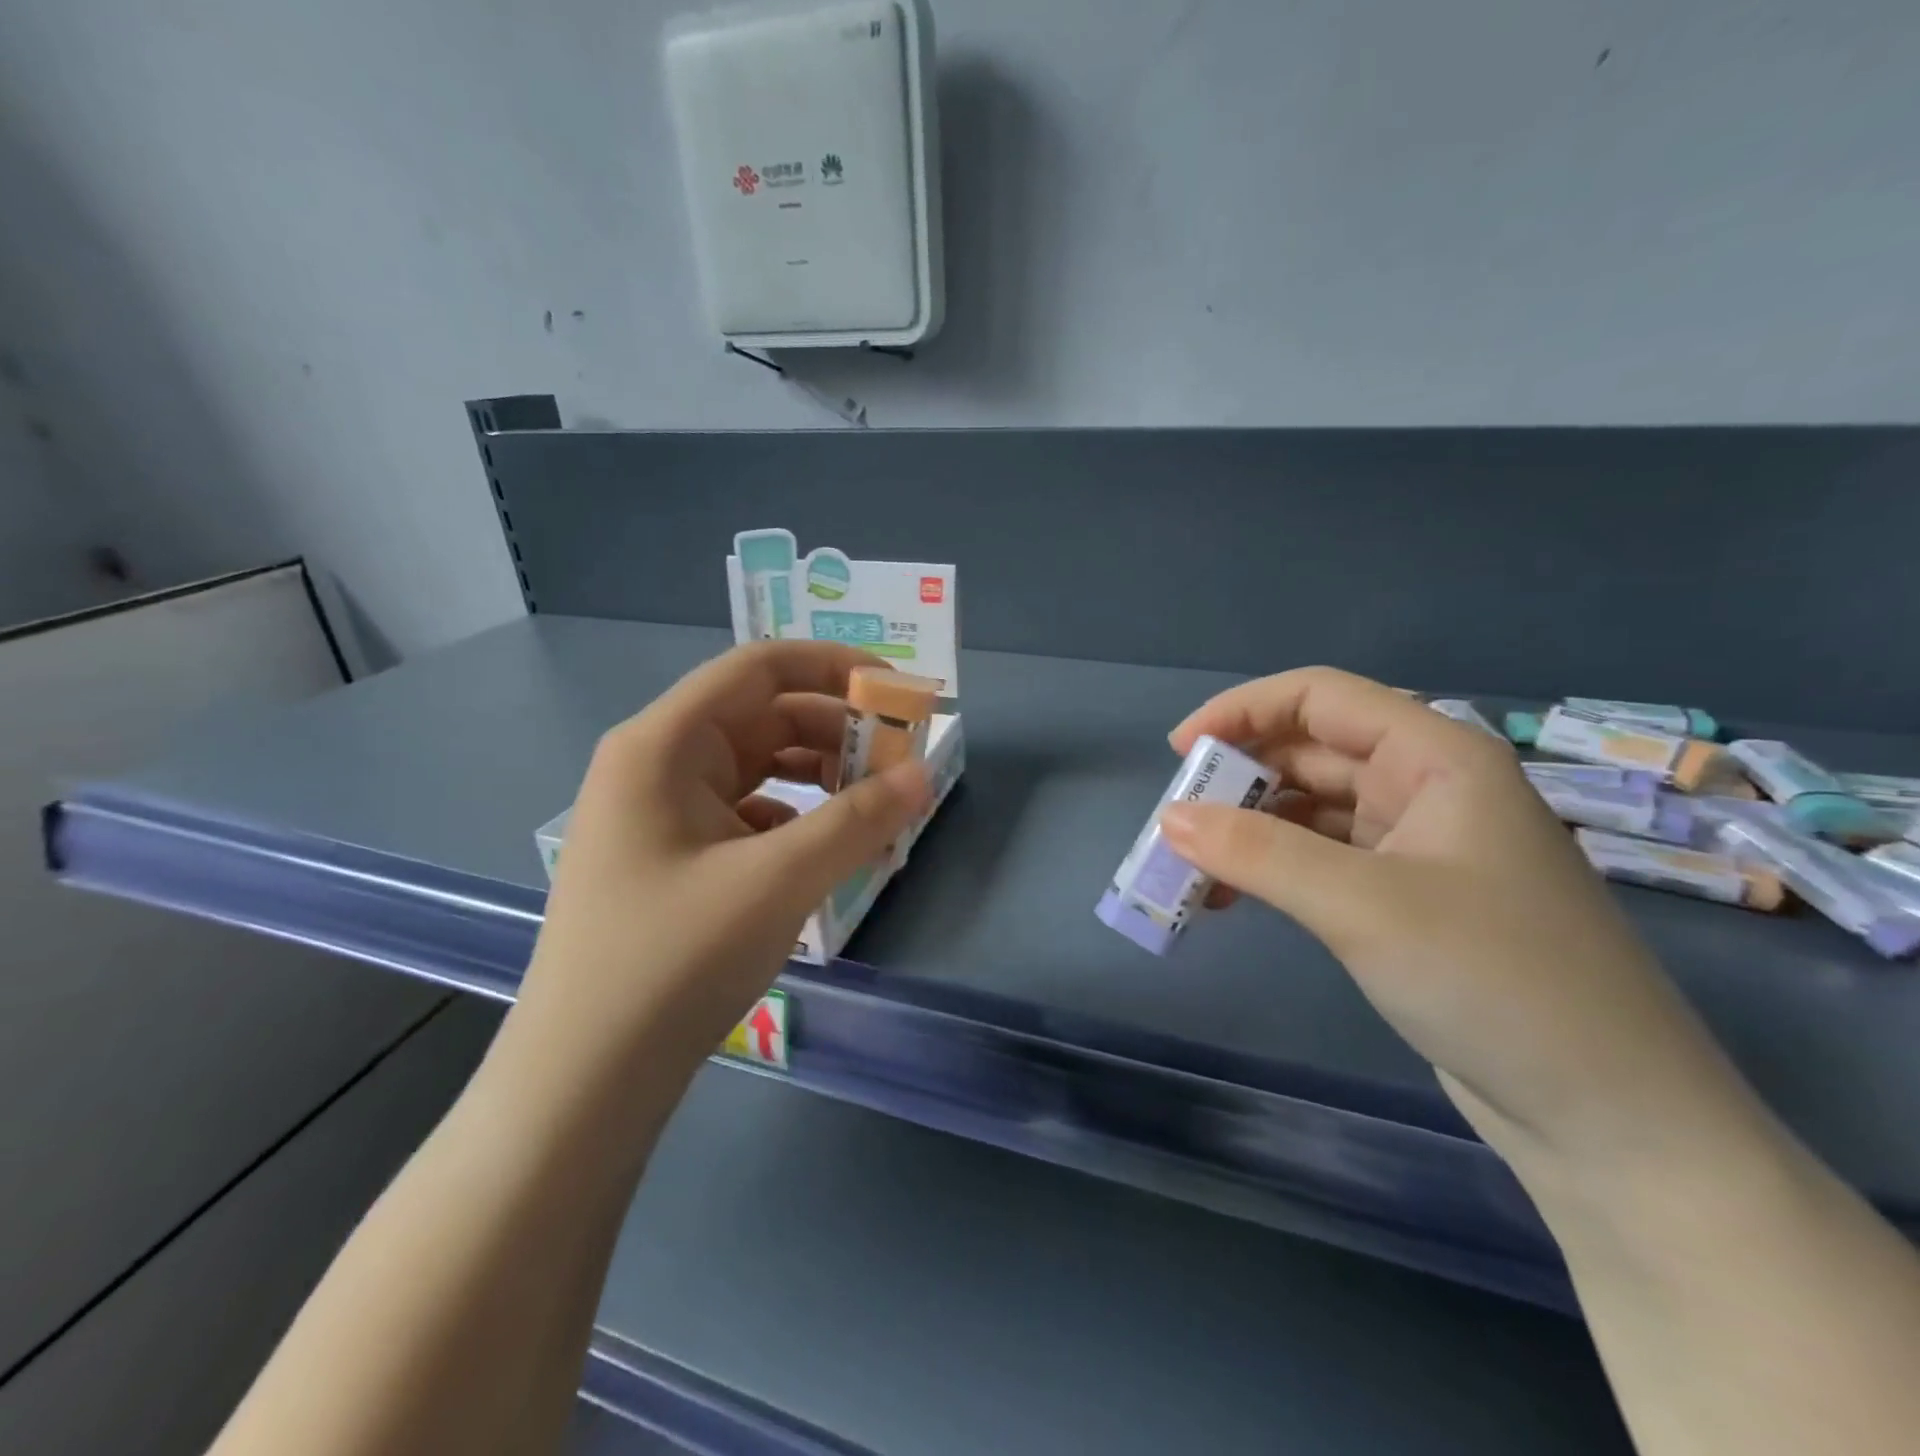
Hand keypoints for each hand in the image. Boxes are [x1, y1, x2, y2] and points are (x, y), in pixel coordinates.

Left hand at [516, 642, 930, 1084]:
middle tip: (902, 762)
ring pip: (757, 767)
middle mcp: (657, 763)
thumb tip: (925, 775)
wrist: (586, 1080)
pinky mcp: (672, 857)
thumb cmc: (673, 961)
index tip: (899, 691)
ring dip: (821, 777)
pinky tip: (825, 850)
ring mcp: (660, 813)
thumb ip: (858, 820)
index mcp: (664, 743)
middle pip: (762, 716)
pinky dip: (795, 819)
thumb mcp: (778, 881)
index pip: (760, 667)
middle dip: (838, 731)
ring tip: (876, 805)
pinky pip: (747, 813)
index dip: (835, 667)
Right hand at [1159, 668, 1745, 1169]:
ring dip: (1247, 831)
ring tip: (1190, 868)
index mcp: (1436, 756)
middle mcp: (1426, 787)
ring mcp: (1418, 846)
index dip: (1241, 710)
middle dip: (1236, 780)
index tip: (1178, 754)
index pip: (1319, 697)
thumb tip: (1168, 818)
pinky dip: (1271, 871)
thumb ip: (1258, 853)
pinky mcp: (1406, 899)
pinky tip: (1231, 899)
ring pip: (1309, 811)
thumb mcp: (1363, 906)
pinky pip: (1319, 861)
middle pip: (1309, 753)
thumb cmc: (1497, 982)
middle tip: (1175, 824)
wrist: (1613, 1119)